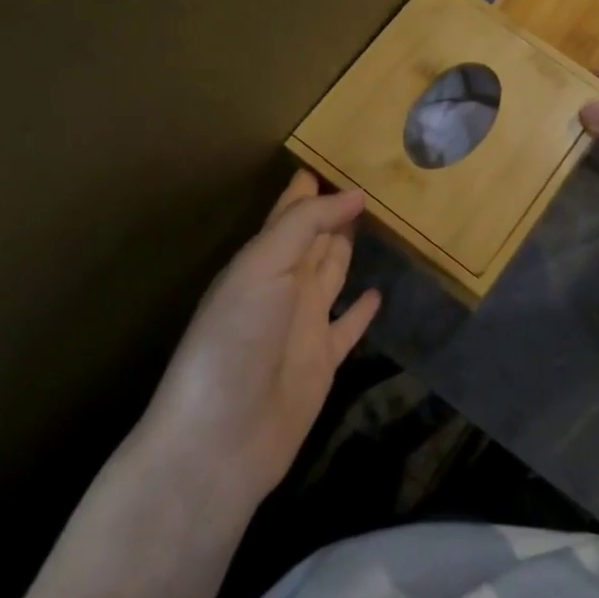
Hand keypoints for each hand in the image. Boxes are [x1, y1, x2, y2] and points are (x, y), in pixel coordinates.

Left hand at [132, 170, 379, 513]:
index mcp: (262, 261)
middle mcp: (284, 287)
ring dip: (349, 249)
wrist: (220, 440)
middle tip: (371, 183)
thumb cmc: (235, 341)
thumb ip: (306, 226)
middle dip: (335, 212)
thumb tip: (355, 192)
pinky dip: (362, 310)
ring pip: (333, 274)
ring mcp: (304, 325)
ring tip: (377, 223)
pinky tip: (378, 293)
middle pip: (314, 239)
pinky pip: (348, 326)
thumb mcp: (263, 268)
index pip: (290, 214)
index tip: (337, 157)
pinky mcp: (322, 362)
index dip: (309, 189)